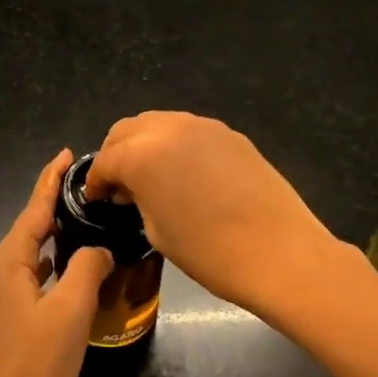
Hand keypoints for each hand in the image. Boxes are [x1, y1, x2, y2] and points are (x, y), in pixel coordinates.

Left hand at [0, 150, 114, 376]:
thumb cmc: (35, 366)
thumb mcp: (71, 312)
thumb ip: (87, 269)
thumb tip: (99, 249)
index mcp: (8, 262)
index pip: (33, 208)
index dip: (51, 179)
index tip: (66, 153)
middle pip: (29, 229)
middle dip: (55, 206)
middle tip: (89, 189)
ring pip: (30, 255)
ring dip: (55, 238)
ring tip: (85, 222)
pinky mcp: (1, 320)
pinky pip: (29, 278)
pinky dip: (51, 266)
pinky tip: (70, 270)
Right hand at [86, 112, 338, 317]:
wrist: (281, 252)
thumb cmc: (210, 252)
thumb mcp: (157, 231)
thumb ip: (137, 199)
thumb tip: (133, 190)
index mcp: (141, 154)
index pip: (106, 160)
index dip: (96, 182)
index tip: (97, 199)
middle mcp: (167, 128)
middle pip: (127, 130)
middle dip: (116, 154)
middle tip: (119, 184)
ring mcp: (202, 126)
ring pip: (158, 123)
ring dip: (145, 144)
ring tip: (151, 176)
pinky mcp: (229, 133)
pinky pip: (189, 131)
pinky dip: (175, 145)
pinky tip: (185, 174)